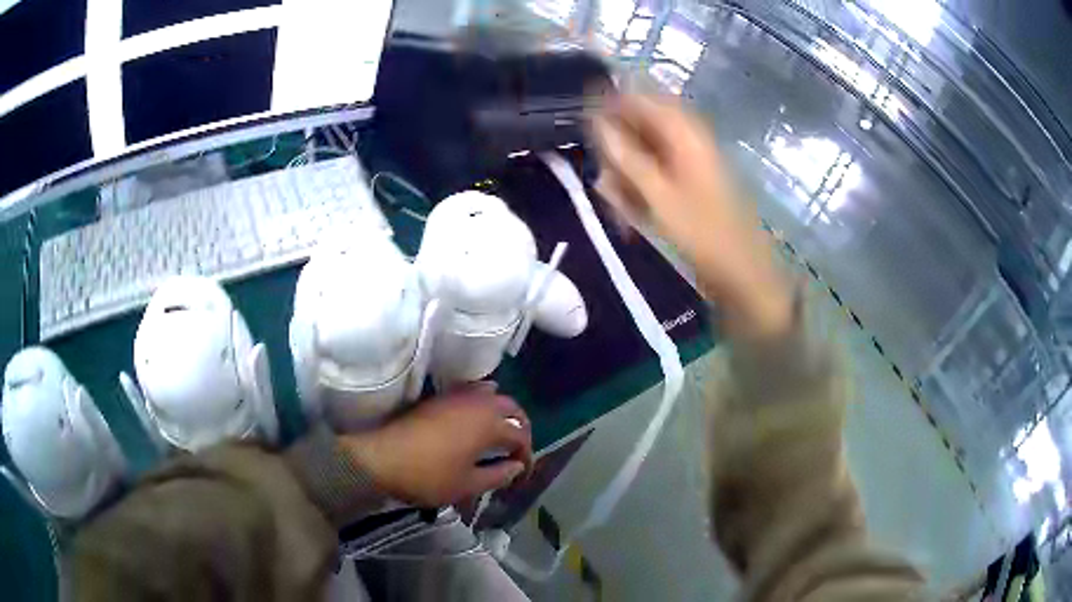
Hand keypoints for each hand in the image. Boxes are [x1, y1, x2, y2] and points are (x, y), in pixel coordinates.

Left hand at [341, 384, 531, 506]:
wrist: (380, 458)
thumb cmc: (428, 476)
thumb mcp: (467, 485)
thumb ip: (498, 475)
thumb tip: (516, 467)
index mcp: (489, 424)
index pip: (520, 435)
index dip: (526, 455)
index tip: (521, 475)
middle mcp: (477, 403)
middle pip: (511, 407)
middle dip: (519, 428)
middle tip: (517, 451)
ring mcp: (456, 397)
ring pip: (491, 395)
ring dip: (501, 413)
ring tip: (499, 435)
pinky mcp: (438, 398)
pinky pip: (471, 392)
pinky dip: (482, 403)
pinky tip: (474, 421)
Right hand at [592, 94, 792, 340]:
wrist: (742, 269)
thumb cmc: (702, 232)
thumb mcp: (658, 194)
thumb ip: (625, 155)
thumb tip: (596, 122)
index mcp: (684, 132)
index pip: (639, 98)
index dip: (608, 107)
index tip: (585, 129)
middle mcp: (687, 137)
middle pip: (638, 125)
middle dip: (616, 151)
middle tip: (606, 184)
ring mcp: (689, 160)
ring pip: (643, 152)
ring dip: (626, 175)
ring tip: (620, 207)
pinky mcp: (689, 180)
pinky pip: (655, 172)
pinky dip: (640, 188)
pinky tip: (632, 213)